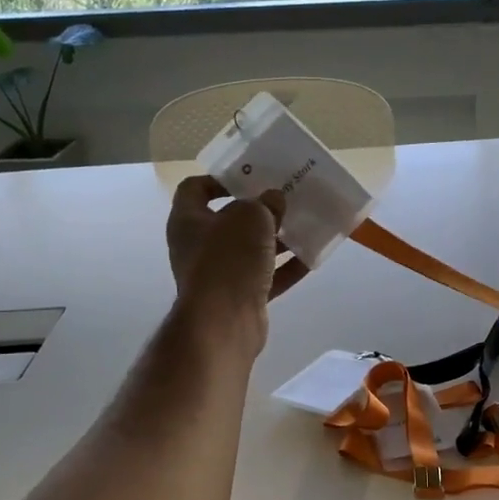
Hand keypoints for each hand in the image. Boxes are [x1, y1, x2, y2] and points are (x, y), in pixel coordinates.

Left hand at [166, 176, 308, 347]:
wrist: (223, 321)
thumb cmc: (228, 258)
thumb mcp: (250, 217)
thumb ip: (264, 204)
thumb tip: (273, 200)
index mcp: (188, 221)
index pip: (194, 189)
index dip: (219, 179)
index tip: (249, 178)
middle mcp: (198, 247)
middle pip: (228, 221)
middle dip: (257, 211)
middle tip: (285, 200)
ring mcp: (218, 275)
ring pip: (249, 250)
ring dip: (275, 239)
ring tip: (303, 226)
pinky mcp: (239, 298)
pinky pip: (265, 277)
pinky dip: (285, 268)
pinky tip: (310, 258)